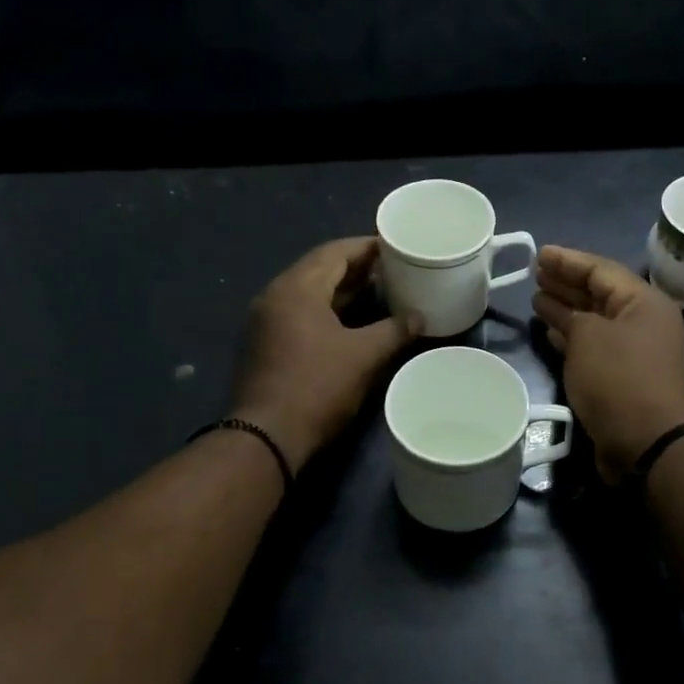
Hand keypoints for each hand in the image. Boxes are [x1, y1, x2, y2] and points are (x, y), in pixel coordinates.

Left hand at [230, 237, 421, 472]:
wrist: (266, 437)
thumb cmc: (317, 387)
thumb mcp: (364, 356)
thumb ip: (395, 330)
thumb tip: (420, 318)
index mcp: (296, 288)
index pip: (335, 252)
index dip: (367, 247)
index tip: (396, 246)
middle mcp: (274, 296)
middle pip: (319, 269)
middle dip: (356, 268)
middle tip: (392, 268)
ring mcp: (265, 322)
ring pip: (308, 294)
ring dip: (341, 290)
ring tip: (377, 291)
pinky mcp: (264, 346)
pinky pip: (300, 314)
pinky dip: (326, 310)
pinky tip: (350, 322)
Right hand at [532, 246, 683, 481]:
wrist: (648, 441)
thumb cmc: (618, 379)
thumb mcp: (589, 336)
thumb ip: (571, 317)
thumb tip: (561, 313)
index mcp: (644, 303)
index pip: (602, 270)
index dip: (568, 260)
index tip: (539, 254)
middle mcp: (644, 323)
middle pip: (600, 294)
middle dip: (567, 283)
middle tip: (535, 273)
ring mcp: (636, 352)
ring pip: (596, 321)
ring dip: (567, 310)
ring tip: (537, 299)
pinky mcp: (625, 378)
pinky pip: (595, 346)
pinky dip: (573, 338)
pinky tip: (551, 333)